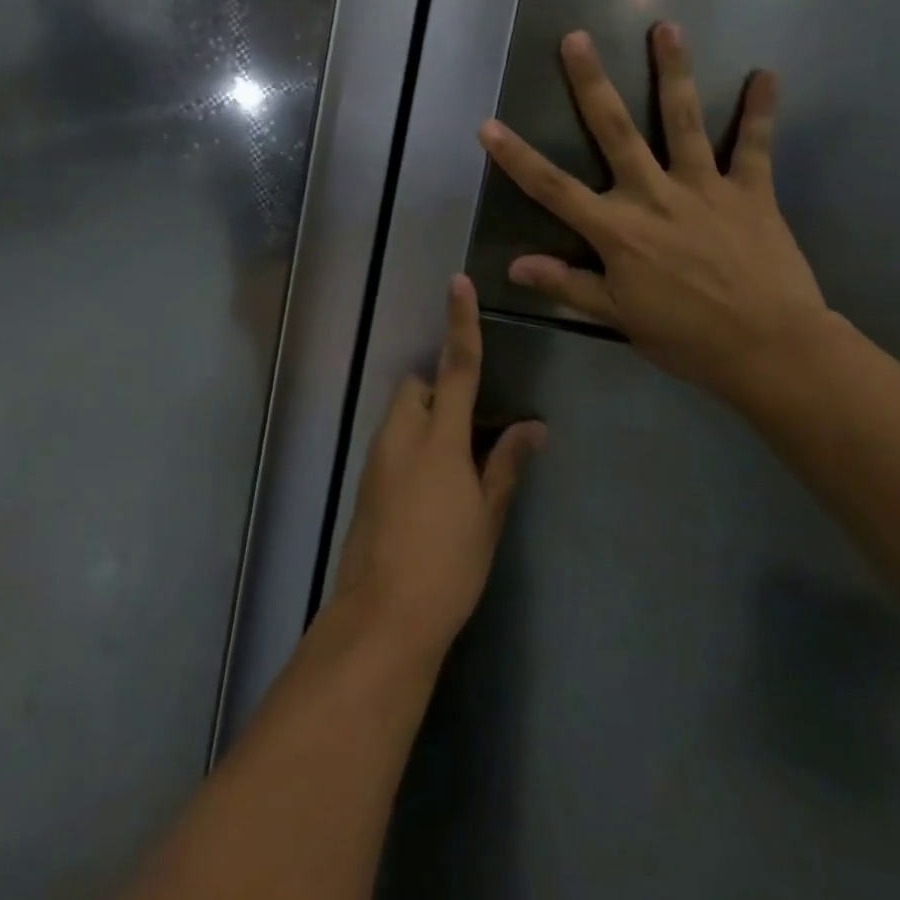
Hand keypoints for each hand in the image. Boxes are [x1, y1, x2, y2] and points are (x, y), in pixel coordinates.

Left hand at [332, 277, 546, 665]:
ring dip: (425, 420)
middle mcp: (402, 437)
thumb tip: (534, 427)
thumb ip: (507, 464)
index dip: (460, 323)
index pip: (456, 367)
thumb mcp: (487, 516)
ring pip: (401, 415)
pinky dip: (411, 446)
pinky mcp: (366, 482)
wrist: (382, 617)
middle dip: (438, 390)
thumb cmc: (447, 566)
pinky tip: (430, 490)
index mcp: (439, 439)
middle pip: (416, 387)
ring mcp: (377, 459)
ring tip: (454, 466)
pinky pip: (392, 443)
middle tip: (469, 428)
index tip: (458, 283)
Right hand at [478, 24, 829, 410]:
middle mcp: (653, 194)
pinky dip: (761, 110)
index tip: (488, 125)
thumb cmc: (687, 337)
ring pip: (683, 120)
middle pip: (614, 130)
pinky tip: (766, 74)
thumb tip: (515, 265)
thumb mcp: (618, 316)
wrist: (769, 348)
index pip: (553, 188)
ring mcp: (704, 187)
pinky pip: (755, 145)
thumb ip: (568, 283)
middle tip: (576, 39)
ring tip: (665, 27)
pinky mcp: (750, 190)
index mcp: (616, 229)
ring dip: (673, 71)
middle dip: (591, 83)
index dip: (516, 157)